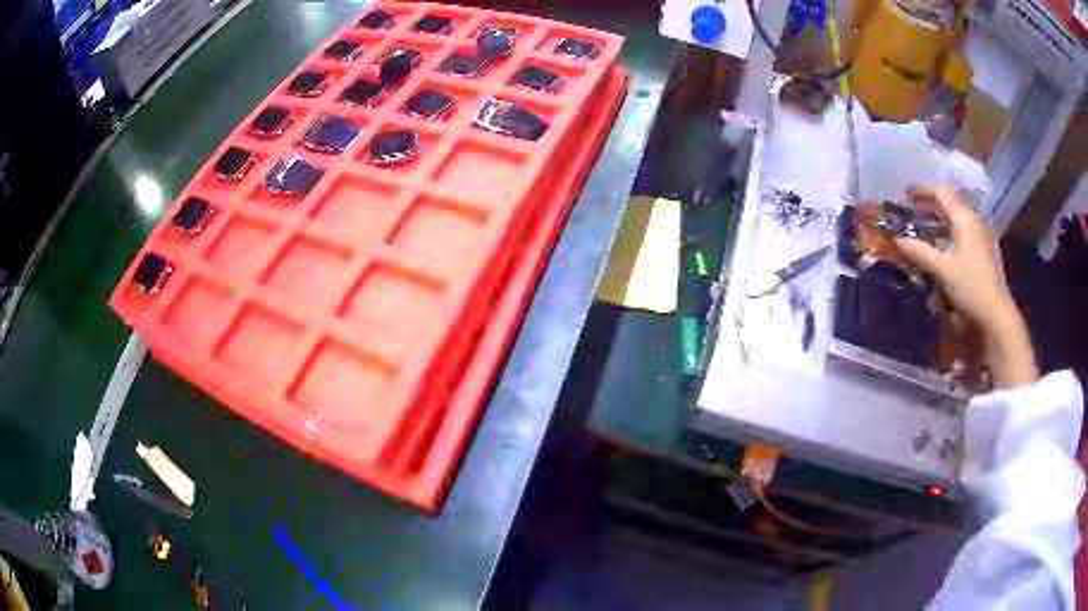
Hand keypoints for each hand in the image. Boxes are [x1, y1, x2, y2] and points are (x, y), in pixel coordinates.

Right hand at [894, 183, 1037, 388]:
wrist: (995, 313)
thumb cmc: (969, 286)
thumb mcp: (941, 269)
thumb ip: (919, 251)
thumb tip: (897, 239)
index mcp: (963, 217)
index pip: (940, 192)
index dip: (921, 190)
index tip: (904, 194)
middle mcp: (973, 220)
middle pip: (948, 203)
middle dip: (928, 204)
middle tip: (910, 210)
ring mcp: (980, 234)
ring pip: (956, 218)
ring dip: (938, 219)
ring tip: (922, 227)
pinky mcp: (983, 249)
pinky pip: (962, 231)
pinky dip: (948, 231)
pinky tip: (941, 244)